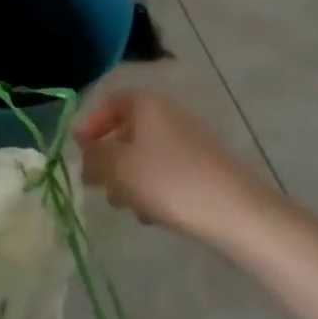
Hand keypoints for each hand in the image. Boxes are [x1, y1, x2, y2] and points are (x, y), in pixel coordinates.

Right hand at [73, 90, 277, 242]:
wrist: (238, 215)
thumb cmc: (168, 181)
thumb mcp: (116, 167)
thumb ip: (92, 158)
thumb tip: (88, 157)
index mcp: (147, 105)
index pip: (109, 103)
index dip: (89, 125)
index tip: (79, 152)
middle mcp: (170, 116)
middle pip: (127, 132)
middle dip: (109, 159)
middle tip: (99, 185)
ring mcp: (192, 142)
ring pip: (146, 156)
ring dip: (129, 179)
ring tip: (127, 206)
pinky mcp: (206, 169)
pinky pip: (167, 173)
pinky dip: (154, 188)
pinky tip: (153, 215)